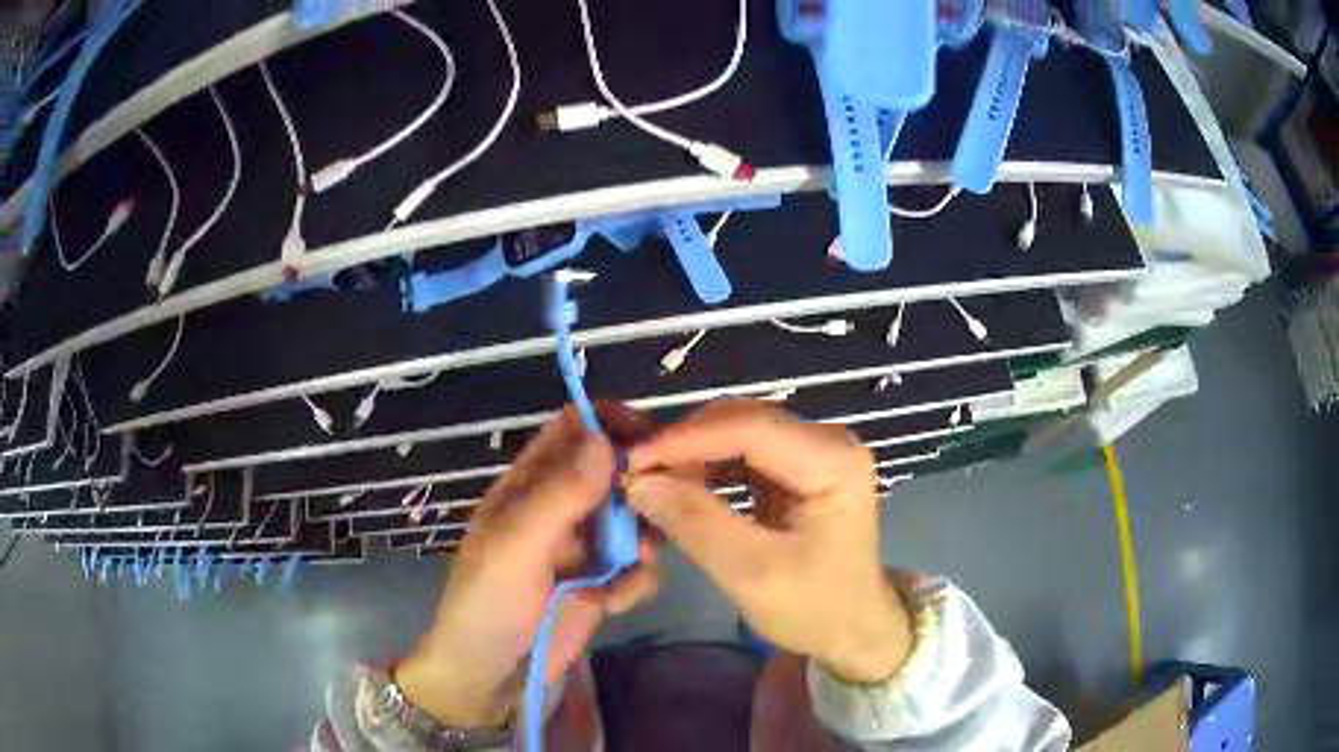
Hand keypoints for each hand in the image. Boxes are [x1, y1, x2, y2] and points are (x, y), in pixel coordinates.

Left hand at [395, 406, 659, 727]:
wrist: (491, 675)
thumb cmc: (487, 602)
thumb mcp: (516, 546)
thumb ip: (560, 495)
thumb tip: (605, 438)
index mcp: (531, 484)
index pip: (575, 430)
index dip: (611, 425)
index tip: (649, 442)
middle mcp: (563, 507)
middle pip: (616, 472)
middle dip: (641, 487)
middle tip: (658, 509)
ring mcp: (586, 546)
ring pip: (636, 519)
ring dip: (645, 539)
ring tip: (634, 565)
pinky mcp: (604, 583)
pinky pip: (639, 566)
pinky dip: (637, 580)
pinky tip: (617, 602)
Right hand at [626, 400, 909, 683]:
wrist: (854, 630)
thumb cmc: (815, 609)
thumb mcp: (752, 575)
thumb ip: (696, 524)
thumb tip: (638, 482)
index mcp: (834, 461)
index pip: (749, 427)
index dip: (685, 439)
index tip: (631, 462)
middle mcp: (828, 441)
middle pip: (743, 421)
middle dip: (685, 443)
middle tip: (634, 473)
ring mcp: (815, 451)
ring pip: (738, 431)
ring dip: (692, 453)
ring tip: (650, 480)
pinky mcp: (801, 467)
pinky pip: (743, 452)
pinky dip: (707, 465)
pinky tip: (679, 484)